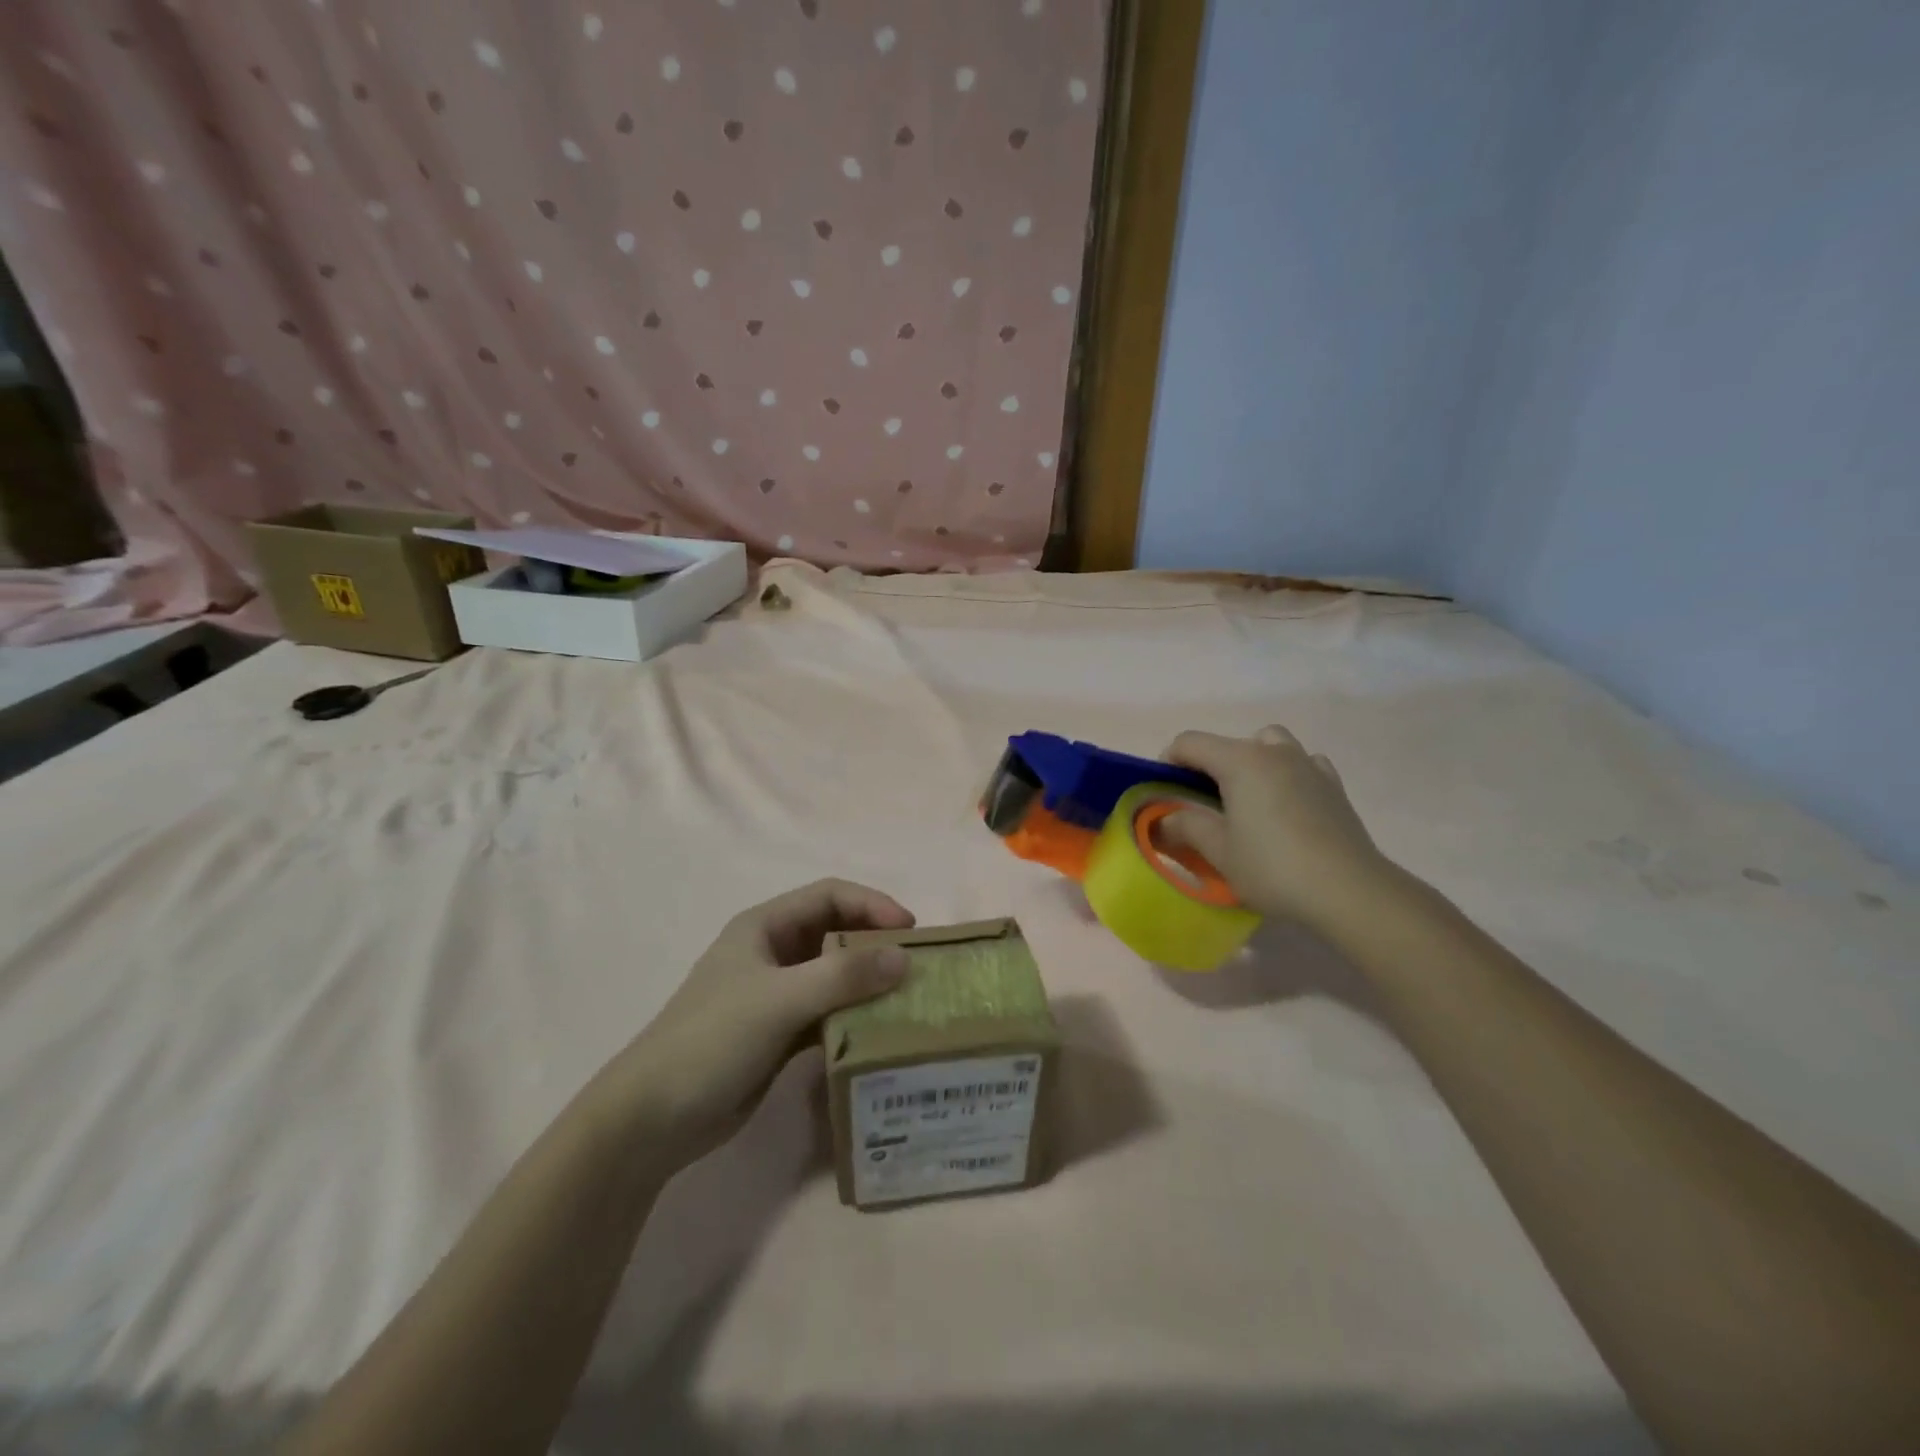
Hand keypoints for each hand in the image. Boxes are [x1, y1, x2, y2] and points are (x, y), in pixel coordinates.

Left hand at [605, 879, 914, 1165]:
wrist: (651, 1119)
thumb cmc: (712, 1040)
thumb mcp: (779, 1000)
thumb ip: (842, 977)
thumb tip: (904, 958)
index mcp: (765, 927)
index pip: (829, 896)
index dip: (871, 905)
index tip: (910, 931)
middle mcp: (773, 953)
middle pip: (835, 934)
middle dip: (875, 944)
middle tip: (916, 966)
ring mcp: (776, 995)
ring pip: (834, 977)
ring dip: (868, 984)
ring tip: (908, 1000)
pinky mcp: (779, 1034)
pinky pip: (828, 1014)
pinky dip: (854, 1018)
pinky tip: (880, 1034)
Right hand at [1162, 726, 1396, 934]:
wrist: (1348, 890)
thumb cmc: (1273, 867)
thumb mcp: (1219, 852)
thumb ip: (1186, 827)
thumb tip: (1164, 819)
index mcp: (1240, 761)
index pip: (1190, 743)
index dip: (1169, 761)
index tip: (1164, 791)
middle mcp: (1274, 752)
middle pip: (1231, 743)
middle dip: (1211, 765)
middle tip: (1205, 803)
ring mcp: (1309, 765)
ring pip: (1271, 745)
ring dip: (1253, 762)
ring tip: (1249, 799)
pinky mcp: (1334, 786)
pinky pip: (1304, 764)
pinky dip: (1288, 773)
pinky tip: (1287, 804)